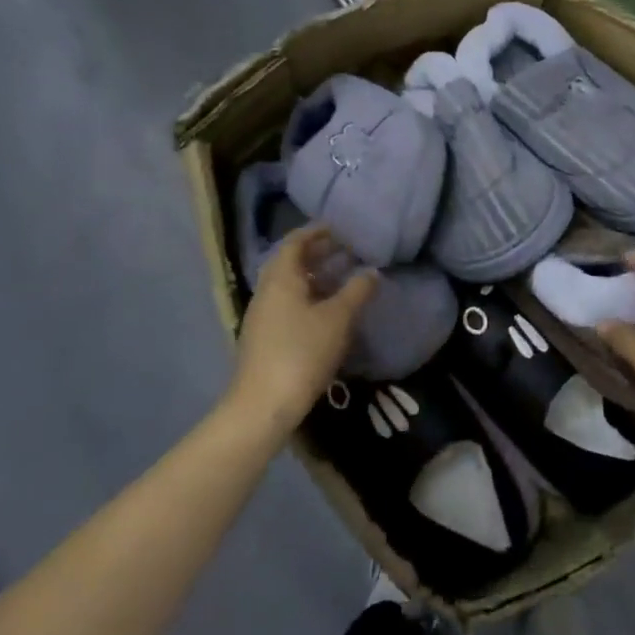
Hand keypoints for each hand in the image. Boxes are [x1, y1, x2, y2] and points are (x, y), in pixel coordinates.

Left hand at [232, 226, 376, 431]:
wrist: (263, 406)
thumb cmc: (301, 352)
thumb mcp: (338, 319)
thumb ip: (357, 291)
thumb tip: (372, 271)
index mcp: (280, 279)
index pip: (295, 242)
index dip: (316, 232)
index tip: (340, 228)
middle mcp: (267, 291)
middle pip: (291, 262)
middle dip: (318, 253)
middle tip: (347, 250)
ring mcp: (262, 316)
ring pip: (290, 285)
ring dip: (315, 277)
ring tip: (343, 278)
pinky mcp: (265, 338)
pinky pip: (288, 305)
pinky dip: (309, 297)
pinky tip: (328, 311)